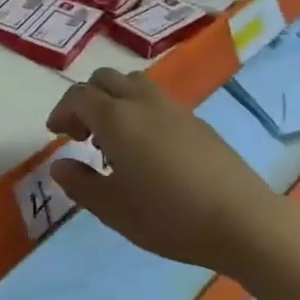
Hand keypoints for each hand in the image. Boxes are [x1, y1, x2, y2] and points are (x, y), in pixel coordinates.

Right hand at [47, 68, 271, 270]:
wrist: (242, 220)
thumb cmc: (169, 216)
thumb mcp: (113, 209)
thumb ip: (80, 184)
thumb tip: (59, 164)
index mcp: (115, 118)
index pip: (78, 96)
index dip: (62, 111)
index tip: (57, 134)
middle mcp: (141, 102)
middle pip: (105, 79)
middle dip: (87, 100)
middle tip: (83, 134)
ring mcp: (173, 108)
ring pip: (133, 84)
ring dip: (115, 100)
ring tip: (115, 138)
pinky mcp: (197, 121)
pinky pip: (156, 100)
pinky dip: (140, 111)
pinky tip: (149, 149)